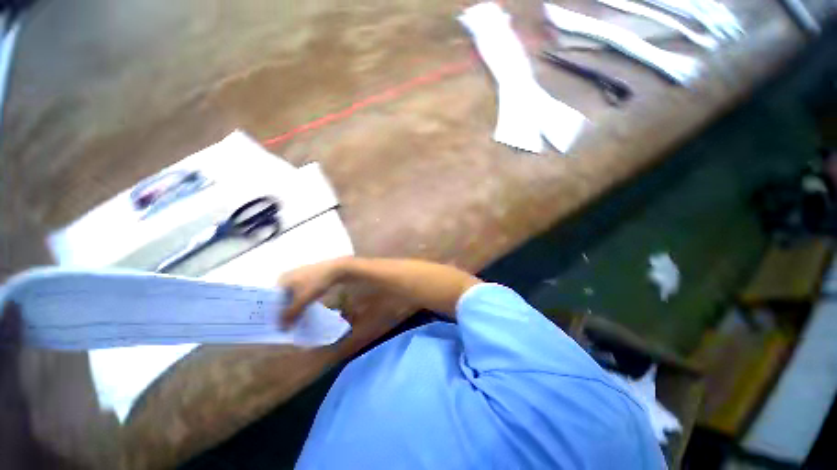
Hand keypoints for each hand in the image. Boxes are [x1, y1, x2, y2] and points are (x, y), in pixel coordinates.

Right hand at [278, 257, 349, 328]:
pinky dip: (302, 301)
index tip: (274, 325)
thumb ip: (291, 314)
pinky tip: (304, 311)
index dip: (273, 312)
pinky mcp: (310, 278)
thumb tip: (281, 328)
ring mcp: (300, 276)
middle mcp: (288, 276)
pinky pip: (302, 292)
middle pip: (282, 298)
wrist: (338, 269)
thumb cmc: (316, 283)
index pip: (271, 299)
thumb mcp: (302, 300)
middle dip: (284, 311)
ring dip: (294, 307)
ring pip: (293, 296)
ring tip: (294, 321)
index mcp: (282, 279)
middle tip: (285, 326)